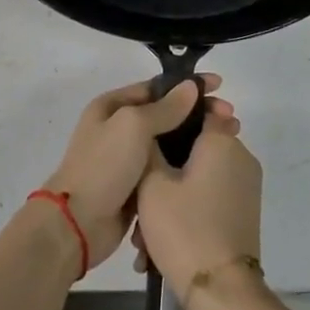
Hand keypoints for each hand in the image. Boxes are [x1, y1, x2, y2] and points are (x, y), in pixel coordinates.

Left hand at [41, 75, 232, 269]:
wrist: (78, 223)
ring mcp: (128, 159)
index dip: (187, 85)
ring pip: (169, 143)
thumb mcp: (133, 126)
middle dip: (198, 114)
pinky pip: (167, 169)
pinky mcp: (137, 187)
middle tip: (232, 118)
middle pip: (166, 115)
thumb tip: (190, 87)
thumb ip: (165, 108)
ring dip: (196, 140)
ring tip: (229, 140)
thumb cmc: (104, 166)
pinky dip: (187, 166)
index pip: (157, 88)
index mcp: (113, 106)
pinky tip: (210, 167)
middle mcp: (119, 128)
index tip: (219, 86)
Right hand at [135, 116, 261, 299]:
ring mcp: (246, 186)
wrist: (221, 291)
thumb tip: (151, 127)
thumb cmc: (183, 227)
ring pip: (199, 176)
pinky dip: (186, 210)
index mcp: (221, 140)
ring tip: (143, 234)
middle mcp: (240, 156)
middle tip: (137, 196)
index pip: (197, 107)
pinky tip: (158, 245)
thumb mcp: (151, 184)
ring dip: (171, 196)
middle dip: (164, 167)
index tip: (146, 132)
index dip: (169, 114)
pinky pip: (209, 197)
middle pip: (195, 146)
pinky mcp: (244, 212)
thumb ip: (149, 146)